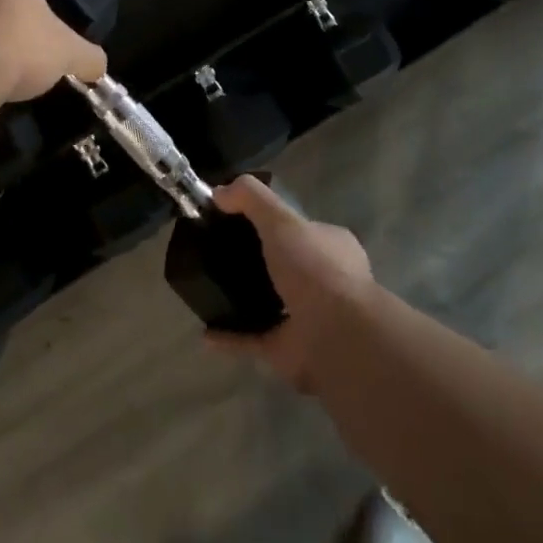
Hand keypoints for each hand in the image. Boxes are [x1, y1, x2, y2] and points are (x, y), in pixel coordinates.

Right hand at [205, 176, 374, 391]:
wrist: (337, 337)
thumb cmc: (316, 269)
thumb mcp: (281, 219)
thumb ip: (251, 198)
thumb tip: (219, 191)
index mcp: (332, 247)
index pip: (303, 229)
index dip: (275, 222)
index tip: (240, 219)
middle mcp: (325, 282)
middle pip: (287, 266)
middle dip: (259, 262)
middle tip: (221, 253)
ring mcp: (309, 319)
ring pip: (273, 305)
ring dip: (245, 300)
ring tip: (212, 289)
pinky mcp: (291, 351)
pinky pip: (254, 339)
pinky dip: (231, 336)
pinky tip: (206, 332)